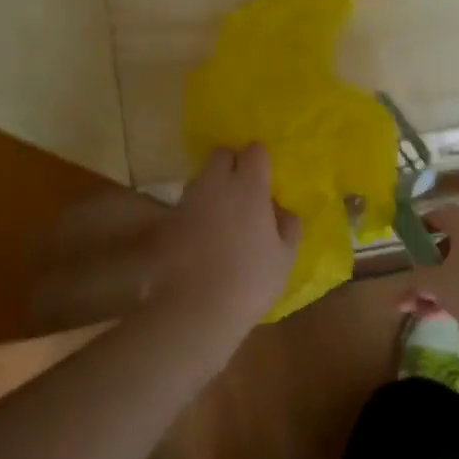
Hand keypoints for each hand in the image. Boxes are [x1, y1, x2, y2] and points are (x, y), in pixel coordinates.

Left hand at [151, 145, 301, 332]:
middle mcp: (216, 184)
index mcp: (249, 187)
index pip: (254, 150)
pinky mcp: (169, 220)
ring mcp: (189, 200)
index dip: (260, 160)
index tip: (265, 178)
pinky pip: (186, 204)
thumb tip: (283, 210)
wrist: (198, 307)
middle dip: (232, 164)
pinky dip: (195, 212)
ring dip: (213, 187)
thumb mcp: (286, 257)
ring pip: (202, 178)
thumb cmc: (251, 280)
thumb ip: (289, 226)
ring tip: (222, 215)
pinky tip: (202, 235)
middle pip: (221, 154)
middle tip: (243, 189)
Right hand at [401, 205, 458, 362]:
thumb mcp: (438, 285)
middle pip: (453, 246)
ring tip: (425, 314)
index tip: (406, 247)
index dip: (420, 228)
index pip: (439, 215)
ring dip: (445, 290)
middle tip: (413, 291)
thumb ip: (415, 285)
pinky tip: (453, 320)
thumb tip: (400, 292)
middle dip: (429, 270)